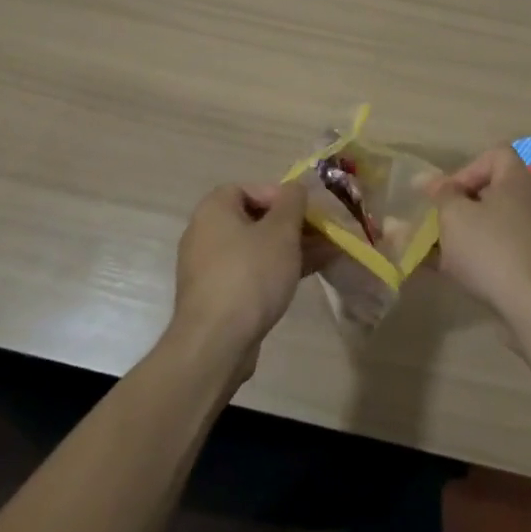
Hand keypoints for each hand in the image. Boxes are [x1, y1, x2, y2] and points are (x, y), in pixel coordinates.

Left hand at [169, 182, 311, 375]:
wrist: (216, 342)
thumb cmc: (250, 274)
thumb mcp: (281, 231)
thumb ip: (292, 203)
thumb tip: (295, 188)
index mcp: (214, 210)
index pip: (249, 188)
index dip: (280, 195)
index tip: (305, 211)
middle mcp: (205, 233)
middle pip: (254, 219)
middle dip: (291, 225)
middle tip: (321, 233)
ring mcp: (208, 267)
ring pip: (255, 248)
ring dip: (289, 249)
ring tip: (325, 254)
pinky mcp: (216, 296)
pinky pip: (249, 272)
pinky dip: (274, 270)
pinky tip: (305, 276)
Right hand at [431, 145, 530, 329]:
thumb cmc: (491, 249)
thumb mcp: (454, 216)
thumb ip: (440, 195)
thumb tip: (426, 180)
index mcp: (515, 182)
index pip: (495, 155)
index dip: (467, 168)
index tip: (447, 193)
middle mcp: (529, 203)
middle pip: (491, 192)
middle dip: (459, 207)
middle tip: (438, 224)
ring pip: (491, 226)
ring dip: (464, 235)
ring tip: (437, 253)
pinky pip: (499, 252)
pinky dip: (477, 258)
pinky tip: (454, 275)